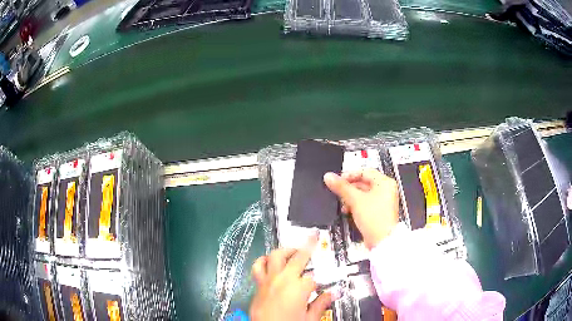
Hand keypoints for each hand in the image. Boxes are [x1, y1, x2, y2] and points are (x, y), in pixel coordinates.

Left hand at [250, 235, 332, 320]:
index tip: (320, 287)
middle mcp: (283, 279)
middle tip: (313, 236)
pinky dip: (263, 261)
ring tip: (292, 250)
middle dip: (308, 246)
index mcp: (299, 288)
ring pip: (275, 256)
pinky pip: (258, 267)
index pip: (313, 278)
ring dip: (285, 251)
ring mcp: (268, 280)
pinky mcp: (258, 285)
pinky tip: (269, 261)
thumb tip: (333, 293)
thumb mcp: (310, 319)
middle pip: (297, 257)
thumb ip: (321, 304)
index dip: (318, 282)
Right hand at [324, 169, 398, 248]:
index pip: (364, 171)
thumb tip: (329, 177)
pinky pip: (365, 203)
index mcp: (385, 182)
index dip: (349, 175)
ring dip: (351, 198)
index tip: (338, 180)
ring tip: (343, 204)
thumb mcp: (355, 200)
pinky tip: (348, 211)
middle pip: (363, 183)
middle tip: (339, 192)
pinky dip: (356, 205)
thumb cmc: (375, 219)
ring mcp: (383, 201)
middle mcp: (386, 190)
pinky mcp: (379, 212)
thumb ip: (341, 187)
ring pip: (363, 194)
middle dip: (349, 189)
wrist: (382, 240)